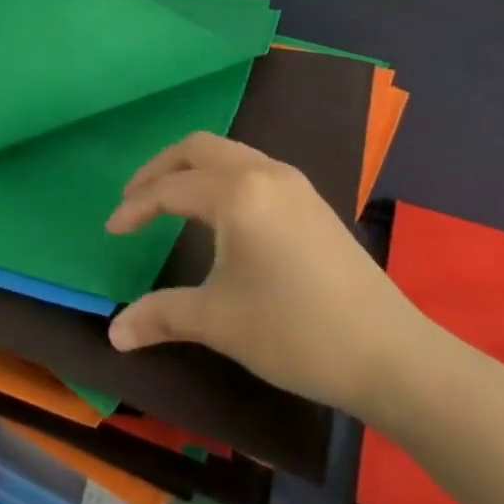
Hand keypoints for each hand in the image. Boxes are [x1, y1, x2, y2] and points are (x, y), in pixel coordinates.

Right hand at [106, 132, 433, 419]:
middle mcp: (264, 173)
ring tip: (170, 201)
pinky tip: (219, 213)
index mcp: (237, 193)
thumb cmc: (295, 331)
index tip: (112, 231)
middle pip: (198, 148)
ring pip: (229, 153)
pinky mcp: (312, 201)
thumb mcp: (218, 321)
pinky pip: (252, 167)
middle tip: (135, 200)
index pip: (170, 189)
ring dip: (192, 169)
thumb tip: (113, 334)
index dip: (135, 207)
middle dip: (159, 169)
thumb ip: (160, 316)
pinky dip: (221, 176)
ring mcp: (294, 183)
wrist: (391, 355)